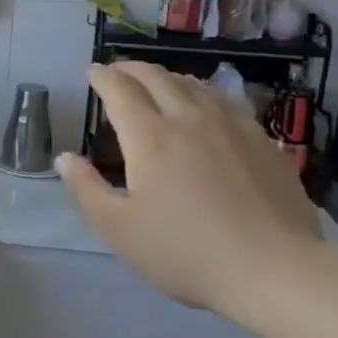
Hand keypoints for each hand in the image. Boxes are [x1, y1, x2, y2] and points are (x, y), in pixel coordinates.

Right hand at [58, 63, 321, 316]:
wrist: (274, 269)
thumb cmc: (186, 253)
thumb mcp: (120, 231)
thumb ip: (87, 190)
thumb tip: (64, 158)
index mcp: (150, 137)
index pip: (120, 90)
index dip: (103, 77)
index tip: (92, 72)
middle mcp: (188, 118)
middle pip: (156, 78)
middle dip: (131, 69)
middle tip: (118, 71)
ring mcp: (230, 125)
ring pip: (193, 84)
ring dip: (167, 77)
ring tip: (157, 82)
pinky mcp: (261, 140)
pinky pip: (225, 100)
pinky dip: (203, 92)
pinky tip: (207, 104)